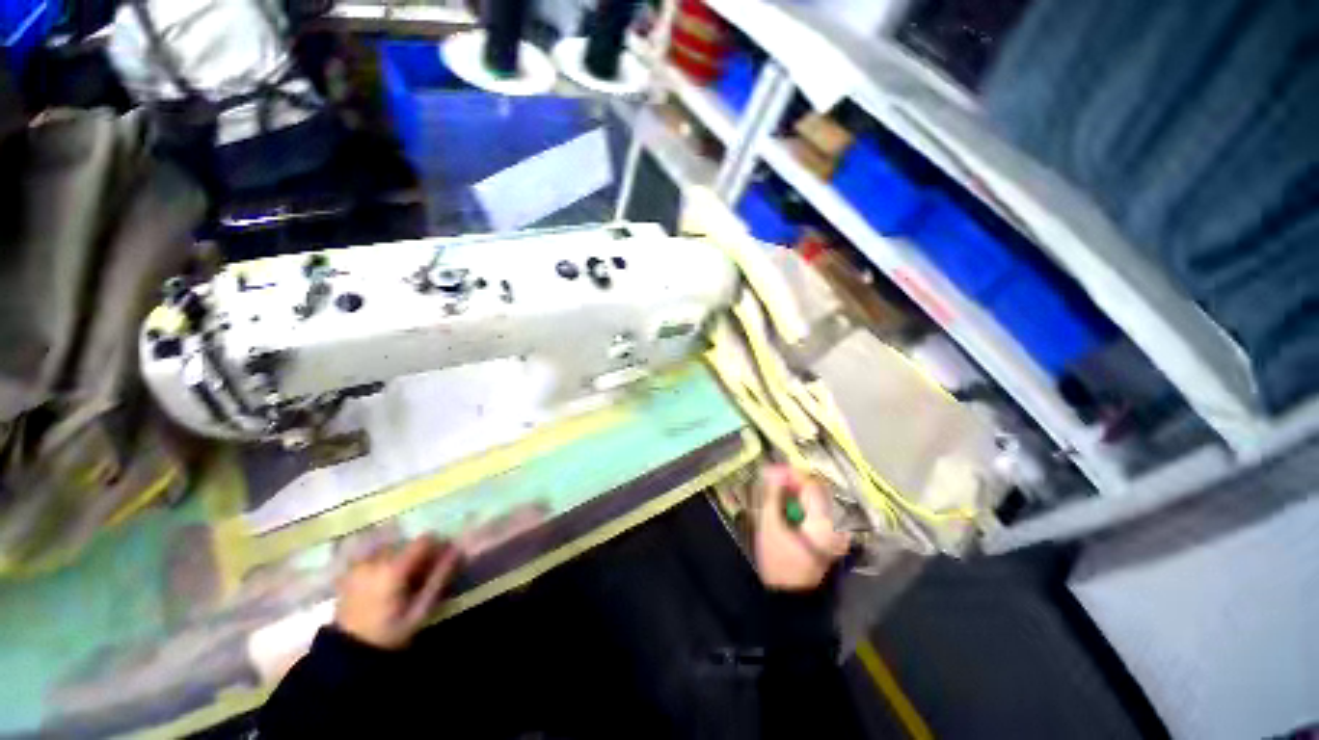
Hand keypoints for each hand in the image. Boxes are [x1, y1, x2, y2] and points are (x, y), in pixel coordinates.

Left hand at [334, 535, 460, 649]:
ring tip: (404, 581)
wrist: (347, 654)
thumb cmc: (389, 633)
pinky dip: (386, 561)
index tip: (444, 560)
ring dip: (403, 557)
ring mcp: (359, 564)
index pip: (425, 540)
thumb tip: (458, 550)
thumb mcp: (420, 610)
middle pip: (408, 543)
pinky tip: (386, 581)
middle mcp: (375, 559)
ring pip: (392, 548)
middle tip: (424, 575)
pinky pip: (375, 555)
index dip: (439, 546)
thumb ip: (440, 577)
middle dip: (420, 554)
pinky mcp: (350, 571)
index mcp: (394, 568)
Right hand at [753, 465, 850, 591]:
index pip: (811, 484)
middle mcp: (836, 522)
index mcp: (824, 520)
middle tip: (772, 480)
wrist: (790, 596)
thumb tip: (773, 469)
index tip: (771, 470)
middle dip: (793, 480)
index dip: (790, 473)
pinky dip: (803, 502)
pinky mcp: (831, 534)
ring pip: (817, 497)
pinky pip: (819, 508)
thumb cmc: (778, 561)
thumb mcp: (770, 525)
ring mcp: (837, 530)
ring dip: (797, 490)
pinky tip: (787, 505)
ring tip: (777, 491)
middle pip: (816, 488)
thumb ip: (772, 494)